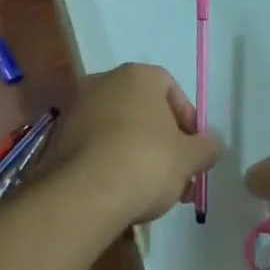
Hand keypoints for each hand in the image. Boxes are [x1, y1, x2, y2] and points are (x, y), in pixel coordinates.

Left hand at [49, 64, 221, 225]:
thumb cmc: (145, 163)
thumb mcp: (190, 158)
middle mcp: (103, 82)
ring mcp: (76, 108)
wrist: (83, 193)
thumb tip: (211, 144)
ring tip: (152, 190)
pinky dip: (111, 161)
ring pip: (119, 129)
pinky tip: (122, 191)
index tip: (194, 150)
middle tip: (177, 174)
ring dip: (139, 153)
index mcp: (136, 76)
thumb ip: (207, 147)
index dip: (188, 120)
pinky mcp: (58, 137)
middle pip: (144, 110)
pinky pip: (96, 145)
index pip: (171, 88)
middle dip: (164, 142)